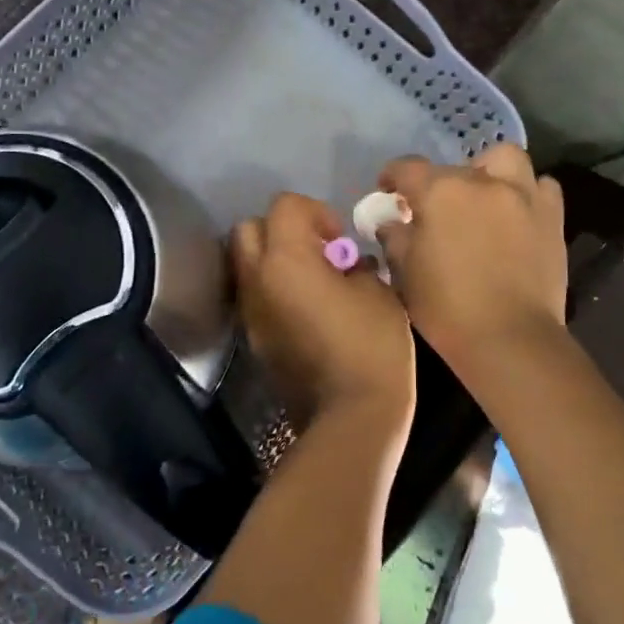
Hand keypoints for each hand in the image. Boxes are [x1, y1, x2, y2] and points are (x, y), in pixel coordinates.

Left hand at [232, 192, 414, 424]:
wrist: (351, 417)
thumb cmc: (371, 346)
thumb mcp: (377, 292)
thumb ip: (354, 265)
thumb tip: (347, 263)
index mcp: (285, 260)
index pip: (284, 206)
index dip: (315, 212)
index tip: (339, 239)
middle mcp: (257, 280)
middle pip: (248, 229)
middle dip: (280, 230)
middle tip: (317, 251)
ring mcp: (250, 312)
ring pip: (246, 264)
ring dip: (273, 260)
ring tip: (312, 280)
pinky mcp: (254, 339)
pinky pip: (255, 296)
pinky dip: (273, 289)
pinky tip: (305, 309)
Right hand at [376, 145, 566, 364]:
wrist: (509, 338)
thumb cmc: (446, 307)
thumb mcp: (406, 273)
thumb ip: (396, 239)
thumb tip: (392, 223)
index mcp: (441, 192)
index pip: (408, 168)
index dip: (392, 176)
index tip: (388, 190)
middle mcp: (483, 182)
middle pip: (456, 167)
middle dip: (442, 181)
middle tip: (439, 207)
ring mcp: (523, 196)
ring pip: (506, 160)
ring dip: (491, 172)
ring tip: (484, 199)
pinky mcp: (552, 217)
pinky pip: (541, 187)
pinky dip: (527, 193)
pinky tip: (517, 214)